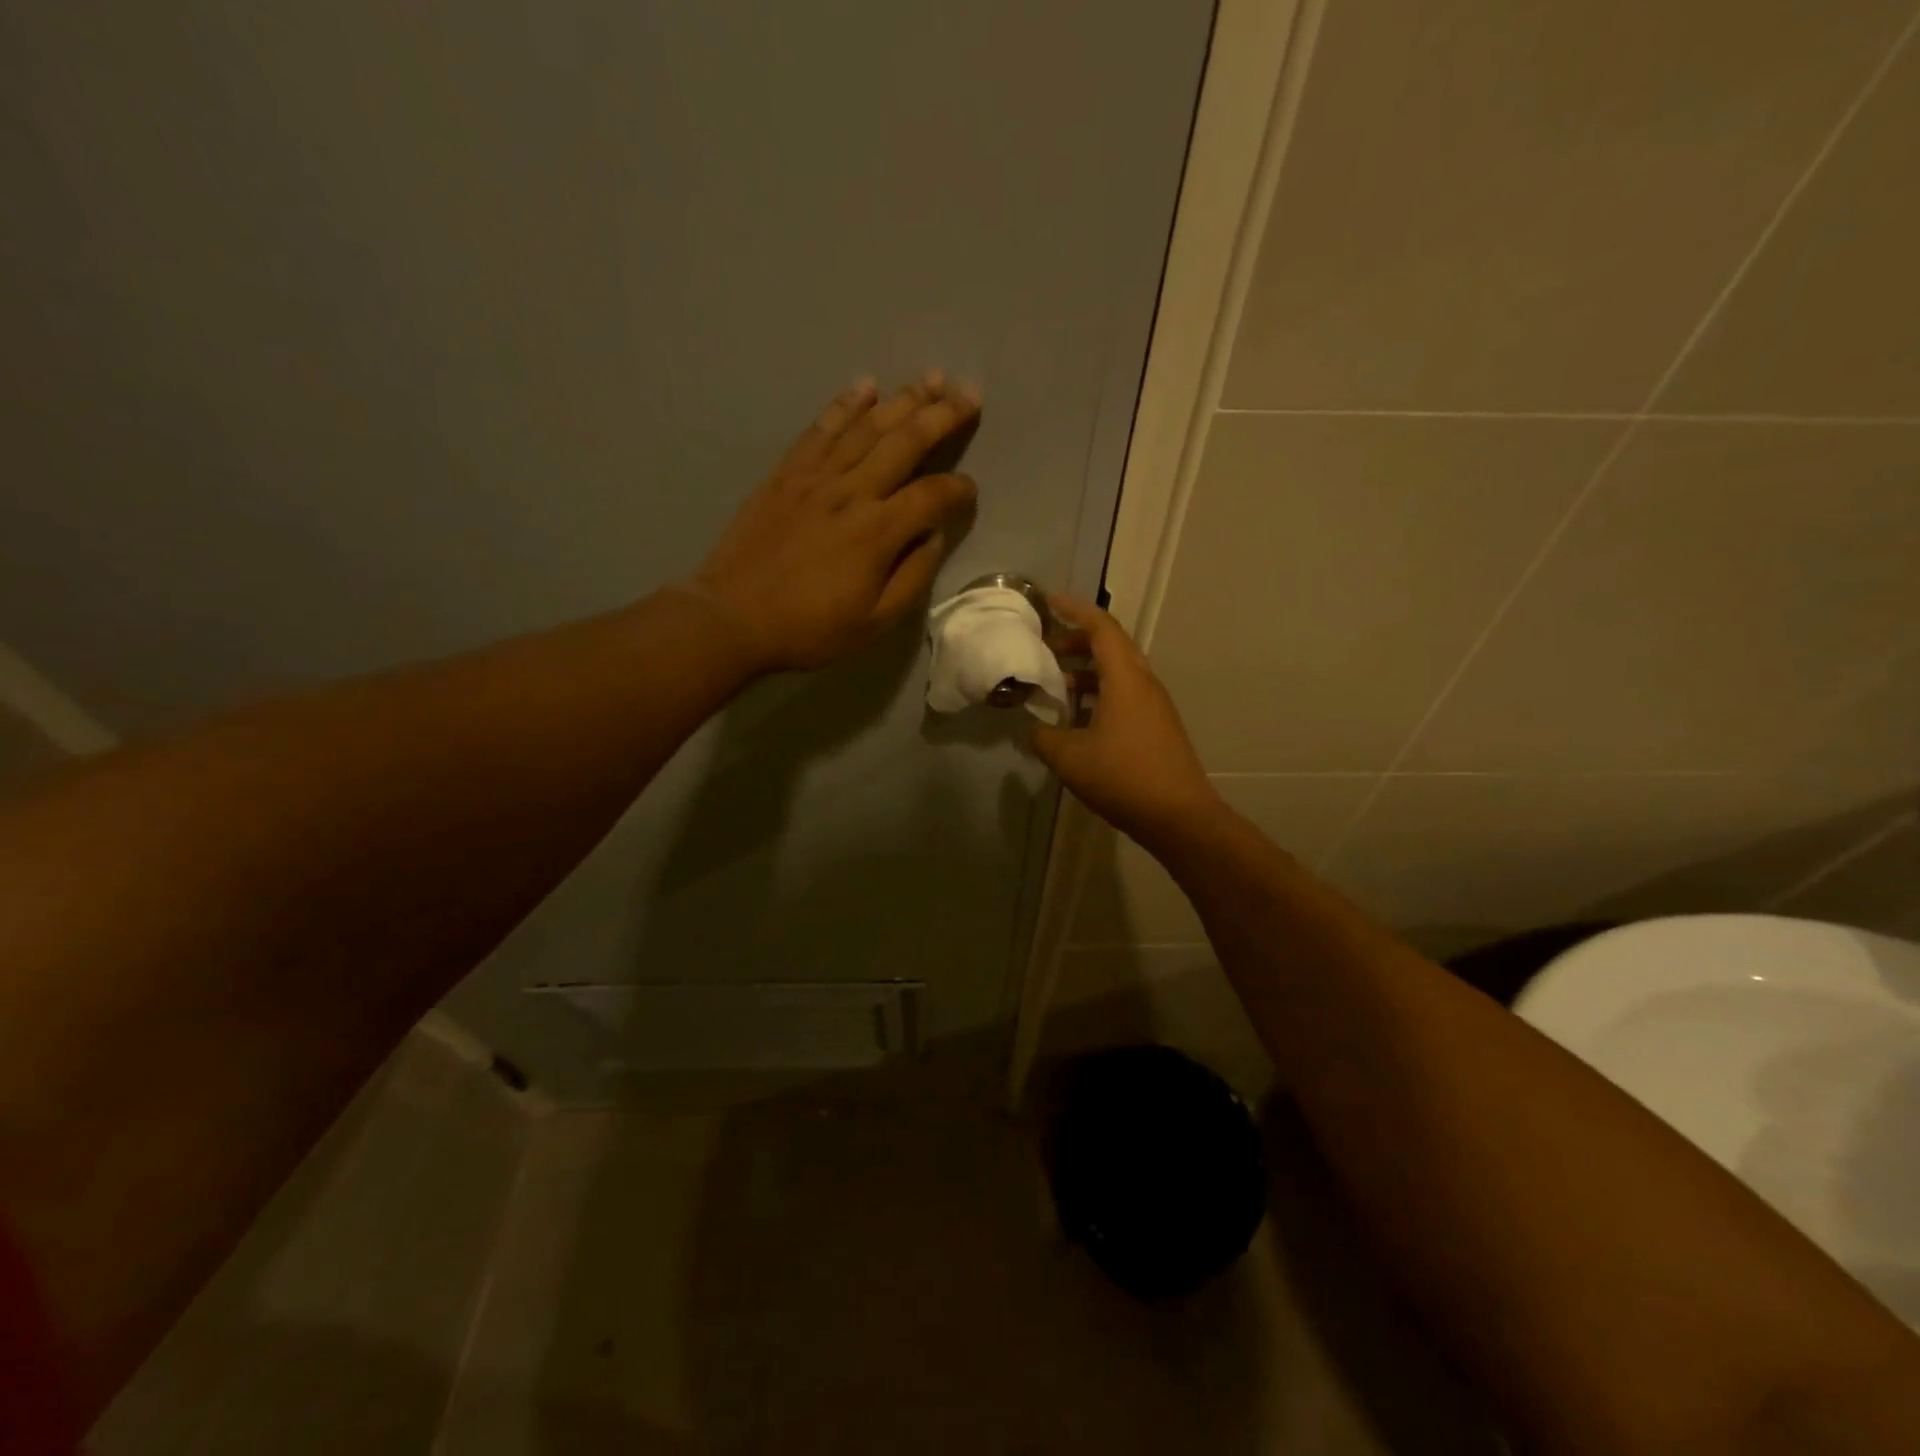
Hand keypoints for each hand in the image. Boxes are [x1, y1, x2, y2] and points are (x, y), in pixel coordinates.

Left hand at [686, 372, 980, 672]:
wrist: (733, 617)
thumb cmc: (809, 628)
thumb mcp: (874, 622)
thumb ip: (912, 577)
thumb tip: (933, 536)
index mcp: (877, 533)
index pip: (932, 496)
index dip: (958, 490)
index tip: (970, 491)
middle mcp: (851, 493)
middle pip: (905, 442)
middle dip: (942, 416)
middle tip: (970, 395)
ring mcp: (815, 478)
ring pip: (867, 427)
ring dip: (903, 399)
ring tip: (932, 378)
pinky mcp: (786, 474)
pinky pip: (821, 429)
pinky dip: (845, 405)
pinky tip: (865, 386)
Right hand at [1029, 594, 1223, 846]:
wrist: (1179, 816)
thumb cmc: (1123, 777)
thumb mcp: (1069, 757)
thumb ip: (1043, 737)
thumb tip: (1032, 730)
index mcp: (1125, 677)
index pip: (1101, 626)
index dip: (1073, 609)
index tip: (1047, 602)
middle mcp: (1144, 683)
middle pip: (1111, 646)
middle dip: (1076, 641)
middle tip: (1045, 649)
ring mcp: (1154, 706)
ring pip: (1118, 672)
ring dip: (1087, 671)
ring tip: (1056, 685)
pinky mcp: (1157, 727)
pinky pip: (1125, 695)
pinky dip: (1099, 694)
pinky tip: (1077, 719)